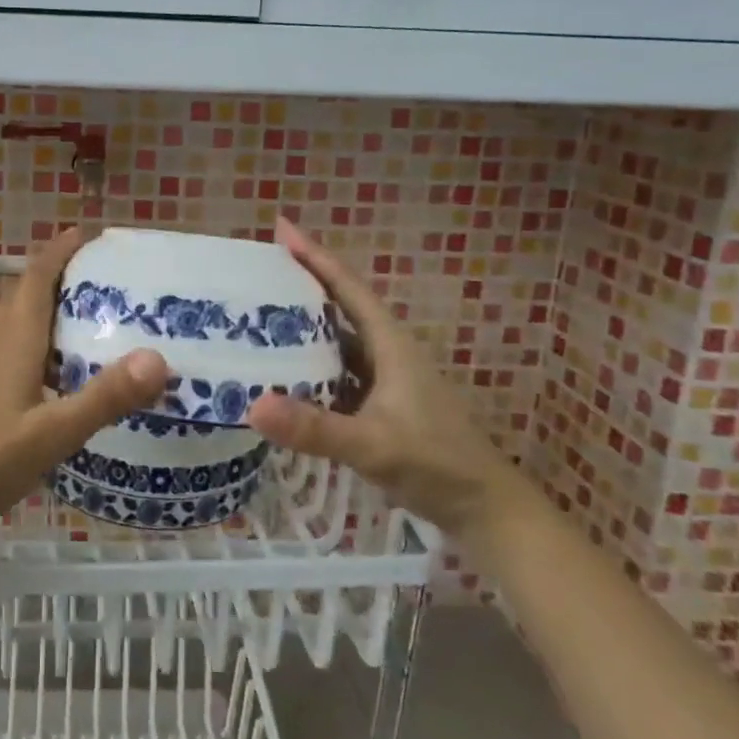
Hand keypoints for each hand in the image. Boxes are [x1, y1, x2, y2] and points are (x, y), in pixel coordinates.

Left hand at [0, 228, 167, 550]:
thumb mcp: (53, 434)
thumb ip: (105, 397)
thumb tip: (158, 358)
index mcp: (13, 338)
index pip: (36, 278)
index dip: (58, 252)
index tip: (84, 235)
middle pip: (17, 291)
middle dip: (49, 275)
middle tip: (88, 278)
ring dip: (23, 302)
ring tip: (57, 314)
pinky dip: (10, 334)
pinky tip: (29, 367)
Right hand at [245, 218, 520, 537]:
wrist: (485, 510)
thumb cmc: (437, 465)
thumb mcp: (373, 445)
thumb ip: (315, 428)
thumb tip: (253, 405)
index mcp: (390, 345)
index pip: (348, 287)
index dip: (315, 256)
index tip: (281, 228)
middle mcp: (385, 353)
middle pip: (339, 306)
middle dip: (301, 284)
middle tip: (256, 271)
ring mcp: (383, 380)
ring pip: (336, 340)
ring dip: (302, 326)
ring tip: (258, 316)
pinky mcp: (378, 405)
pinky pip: (335, 372)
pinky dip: (308, 366)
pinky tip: (282, 374)